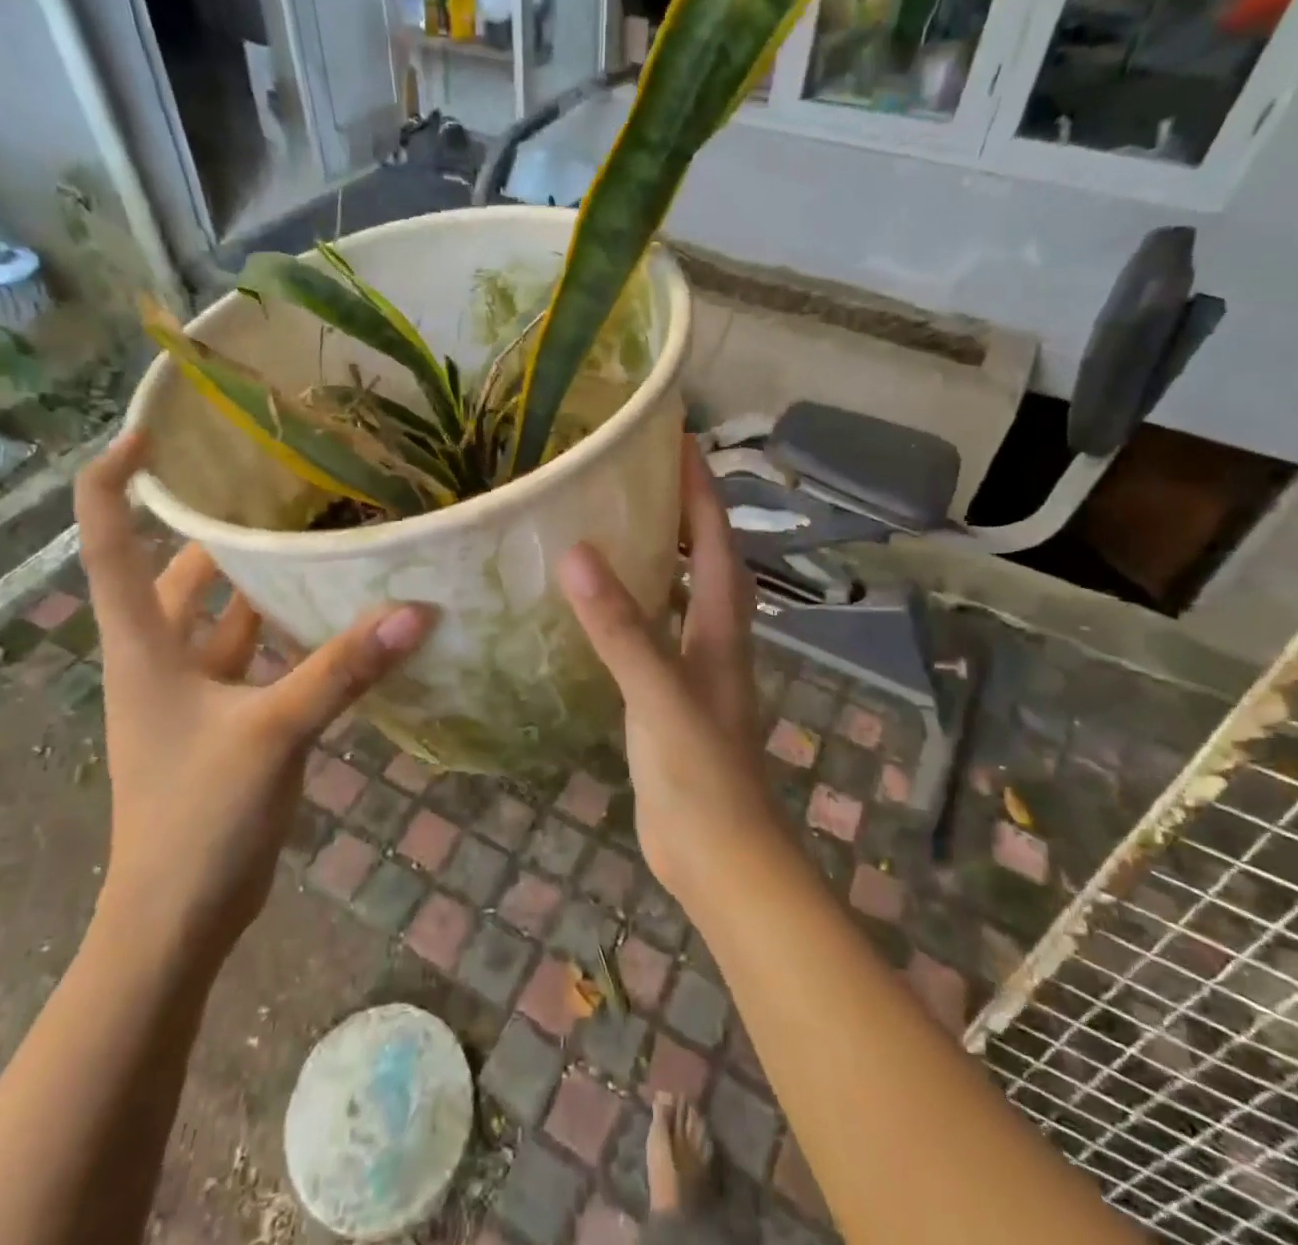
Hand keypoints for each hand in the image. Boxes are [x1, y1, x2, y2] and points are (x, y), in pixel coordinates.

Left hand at [75, 433, 435, 954]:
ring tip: (315, 536)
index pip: (107, 541)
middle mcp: (158, 659)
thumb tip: (414, 611)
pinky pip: (254, 658)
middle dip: (215, 527)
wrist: (176, 920)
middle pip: (176, 571)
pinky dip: (286, 635)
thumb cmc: (198, 818)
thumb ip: (342, 670)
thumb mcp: (272, 733)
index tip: (154, 433)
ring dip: (259, 582)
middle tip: (276, 483)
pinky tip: (334, 620)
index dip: (116, 479)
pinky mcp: (225, 722)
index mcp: (142, 646)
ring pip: (222, 616)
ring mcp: (192, 693)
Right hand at [557, 436, 783, 901]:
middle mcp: (715, 639)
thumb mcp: (659, 694)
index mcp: (721, 626)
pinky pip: (654, 636)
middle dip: (682, 513)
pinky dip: (634, 610)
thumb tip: (576, 554)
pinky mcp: (670, 701)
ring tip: (615, 525)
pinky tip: (599, 609)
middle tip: (638, 476)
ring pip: (680, 597)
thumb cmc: (700, 774)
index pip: (715, 539)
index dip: (700, 488)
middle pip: (705, 560)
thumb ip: (621, 627)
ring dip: (659, 559)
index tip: (678, 439)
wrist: (720, 858)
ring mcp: (695, 671)